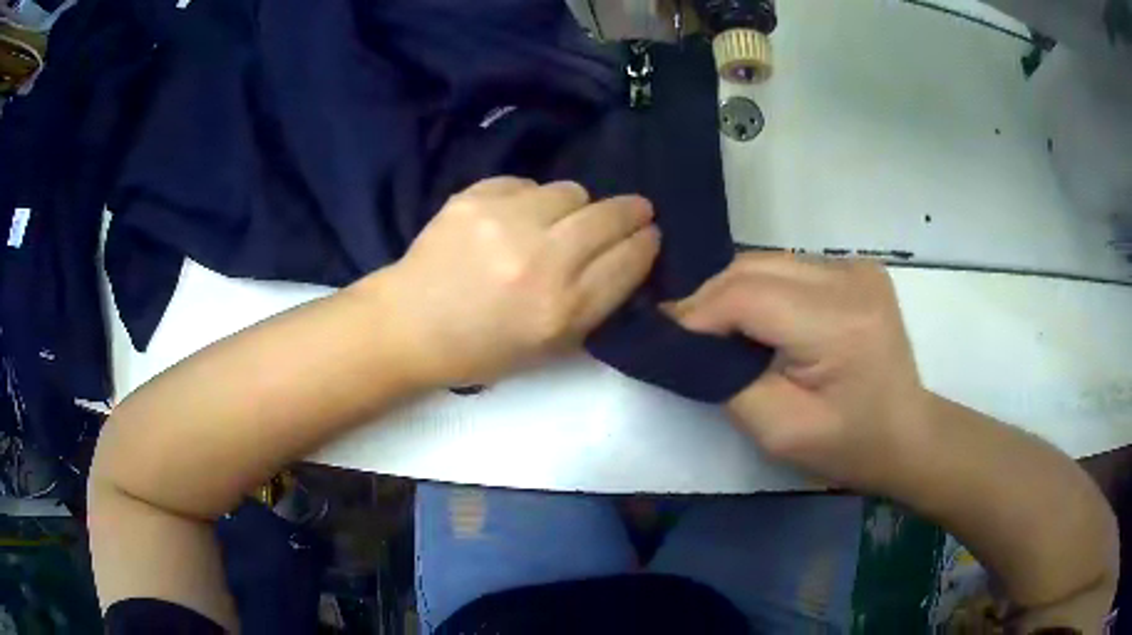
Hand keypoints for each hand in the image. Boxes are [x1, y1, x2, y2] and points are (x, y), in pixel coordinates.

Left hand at [378, 177, 659, 385]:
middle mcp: (540, 260)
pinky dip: (531, 198)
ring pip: (571, 191)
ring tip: (560, 221)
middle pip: (610, 216)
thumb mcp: (552, 348)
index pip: (630, 259)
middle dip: (632, 212)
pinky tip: (517, 217)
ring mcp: (504, 222)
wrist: (410, 326)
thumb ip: (597, 303)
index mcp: (562, 309)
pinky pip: (526, 183)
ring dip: (576, 206)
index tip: (648, 235)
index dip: (647, 243)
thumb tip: (628, 254)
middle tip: (635, 212)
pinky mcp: (474, 198)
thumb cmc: (483, 349)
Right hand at [670, 253, 929, 490]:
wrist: (907, 434)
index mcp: (841, 323)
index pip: (747, 295)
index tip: (662, 339)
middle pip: (753, 267)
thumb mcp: (779, 431)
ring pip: (766, 261)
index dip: (696, 314)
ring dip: (732, 293)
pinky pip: (788, 268)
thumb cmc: (849, 446)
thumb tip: (684, 342)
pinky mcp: (855, 267)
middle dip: (709, 300)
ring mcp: (856, 266)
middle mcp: (851, 278)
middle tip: (682, 337)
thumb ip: (726, 381)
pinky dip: (760, 290)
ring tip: (714, 330)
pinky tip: (756, 321)